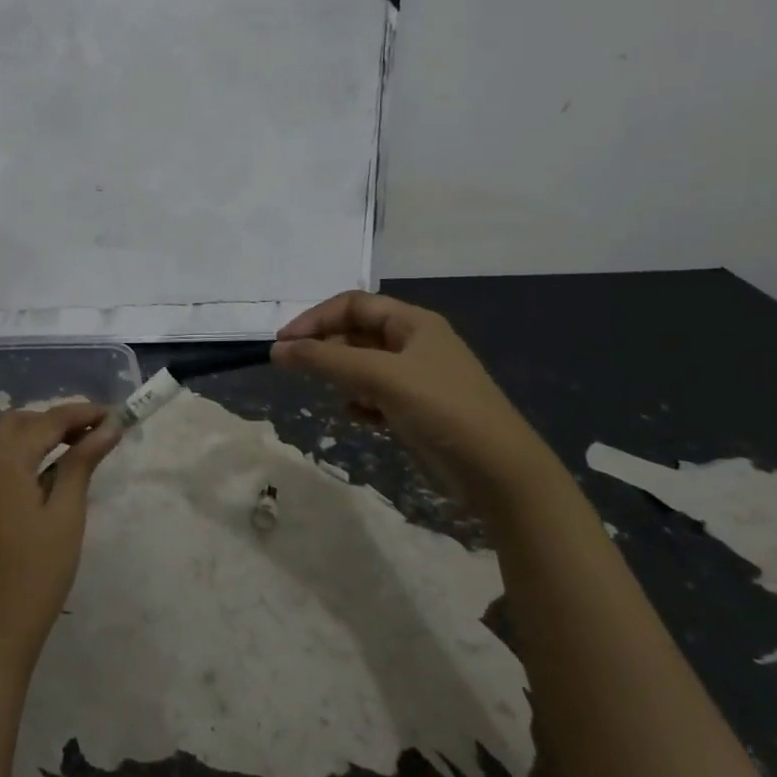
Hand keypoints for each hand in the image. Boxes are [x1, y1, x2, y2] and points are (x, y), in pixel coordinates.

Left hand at [0, 403, 120, 676]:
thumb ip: (81, 464)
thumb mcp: (66, 516)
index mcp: (4, 461)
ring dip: (26, 430)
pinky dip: (0, 445)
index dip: (82, 413)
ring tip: (59, 447)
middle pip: (19, 421)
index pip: (48, 421)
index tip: (114, 415)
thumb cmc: (36, 576)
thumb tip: (108, 427)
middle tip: (94, 435)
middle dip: (57, 421)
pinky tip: (24, 467)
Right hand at [271, 291, 557, 496]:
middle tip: (294, 368)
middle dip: (325, 347)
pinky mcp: (418, 410)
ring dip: (341, 375)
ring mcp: (417, 378)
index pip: (352, 305)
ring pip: (364, 365)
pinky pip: (376, 395)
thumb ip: (326, 360)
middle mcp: (415, 344)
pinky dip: (360, 402)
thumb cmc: (441, 409)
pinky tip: (356, 417)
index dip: (315, 319)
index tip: (283, 344)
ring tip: (328, 392)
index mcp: (413, 323)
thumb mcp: (380, 377)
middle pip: (357, 333)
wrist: (500, 471)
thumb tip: (276, 350)